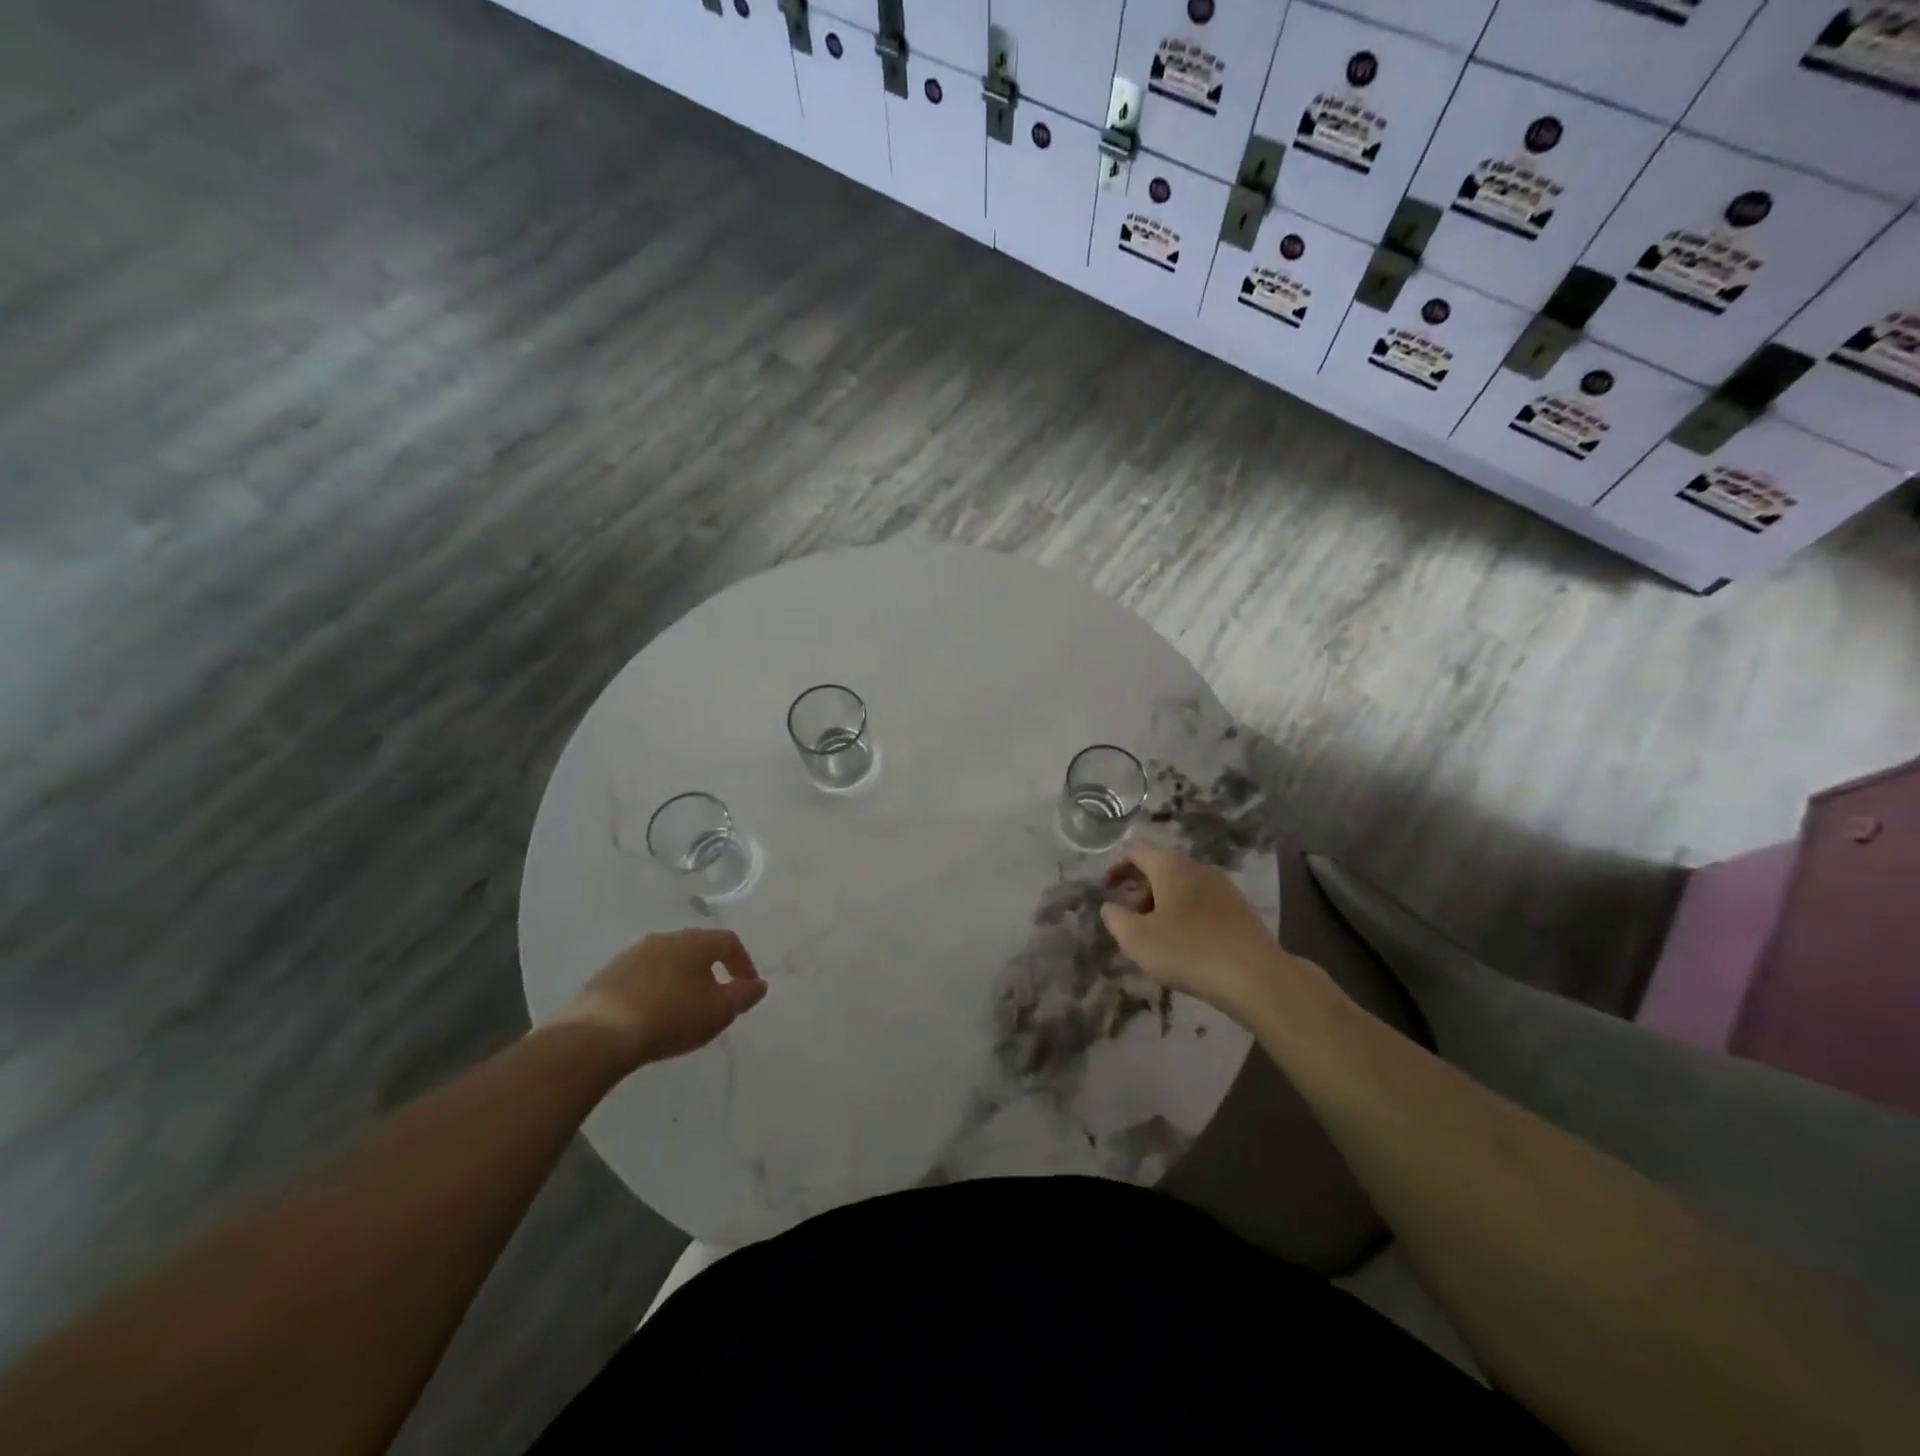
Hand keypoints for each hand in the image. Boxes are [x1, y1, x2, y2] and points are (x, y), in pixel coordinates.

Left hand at [554, 929, 767, 1070]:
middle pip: (696, 949)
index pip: (728, 942)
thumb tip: (758, 984)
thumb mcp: (718, 1011)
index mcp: (694, 941)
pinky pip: (642, 977)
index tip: (747, 988)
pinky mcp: (605, 975)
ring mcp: (630, 954)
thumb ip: (743, 996)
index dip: (743, 963)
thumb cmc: (670, 1017)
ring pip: (667, 962)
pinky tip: (651, 1015)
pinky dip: (655, 990)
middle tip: (716, 999)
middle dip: (710, 971)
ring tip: (683, 1010)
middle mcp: (663, 938)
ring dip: (680, 980)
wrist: (596, 1035)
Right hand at [1100, 843, 1291, 1016]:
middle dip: (1139, 889)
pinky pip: (1202, 903)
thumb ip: (1116, 919)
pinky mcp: (1240, 909)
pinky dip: (1185, 914)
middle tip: (1128, 918)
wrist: (1255, 976)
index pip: (1134, 851)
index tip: (1105, 891)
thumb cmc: (1187, 951)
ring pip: (1182, 886)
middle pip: (1160, 867)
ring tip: (1155, 935)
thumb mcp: (1137, 939)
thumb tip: (1109, 907)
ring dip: (1162, 904)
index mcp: (1170, 865)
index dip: (1115, 868)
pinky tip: (1185, 944)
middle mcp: (1197, 867)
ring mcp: (1223, 886)